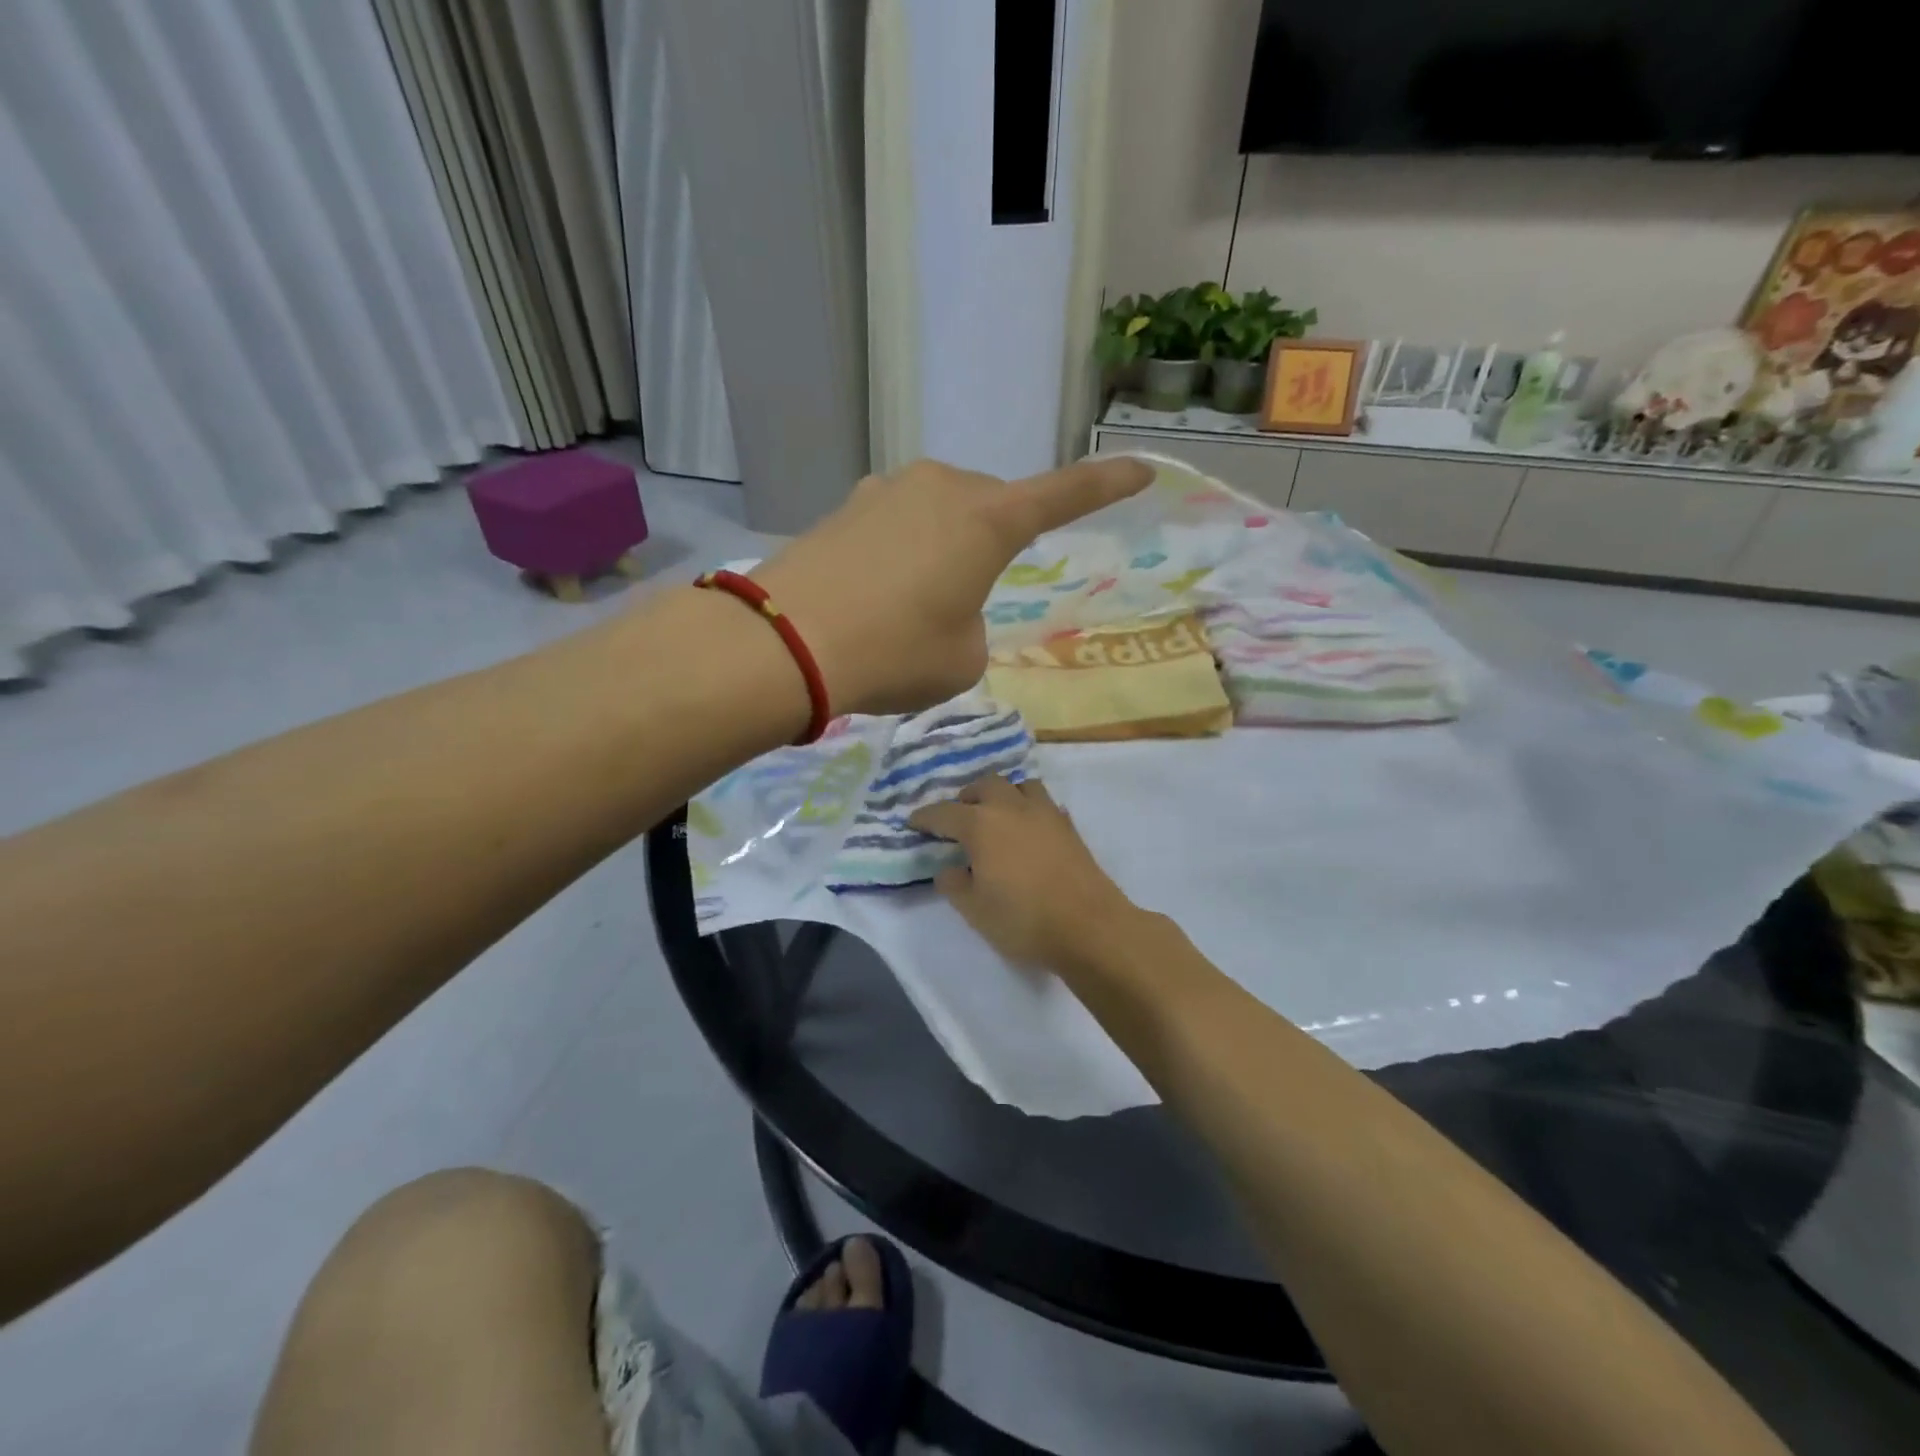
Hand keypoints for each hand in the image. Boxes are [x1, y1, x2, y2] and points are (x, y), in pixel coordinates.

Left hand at [753, 457, 1150, 716]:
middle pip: (988, 508)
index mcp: (987, 520)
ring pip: (938, 514)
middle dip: (990, 543)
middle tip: (967, 598)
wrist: (786, 643)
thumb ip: (971, 624)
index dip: (1104, 485)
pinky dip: (898, 555)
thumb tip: (944, 603)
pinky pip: (894, 525)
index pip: (1062, 496)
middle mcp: (941, 488)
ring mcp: (886, 490)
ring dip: (940, 549)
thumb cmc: (894, 652)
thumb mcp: (962, 658)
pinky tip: (873, 594)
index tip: (1141, 469)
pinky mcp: (845, 507)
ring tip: (912, 604)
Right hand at [909, 775, 1139, 972]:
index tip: (914, 822)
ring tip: (996, 815)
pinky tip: (1027, 829)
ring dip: (1003, 794)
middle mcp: (1011, 808)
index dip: (926, 817)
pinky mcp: (1068, 826)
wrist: (1089, 926)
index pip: (944, 813)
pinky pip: (1043, 803)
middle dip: (967, 797)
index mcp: (981, 824)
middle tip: (958, 817)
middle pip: (985, 785)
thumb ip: (954, 884)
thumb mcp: (974, 909)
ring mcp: (1045, 813)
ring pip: (1019, 786)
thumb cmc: (1023, 919)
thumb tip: (949, 868)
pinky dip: (1028, 808)